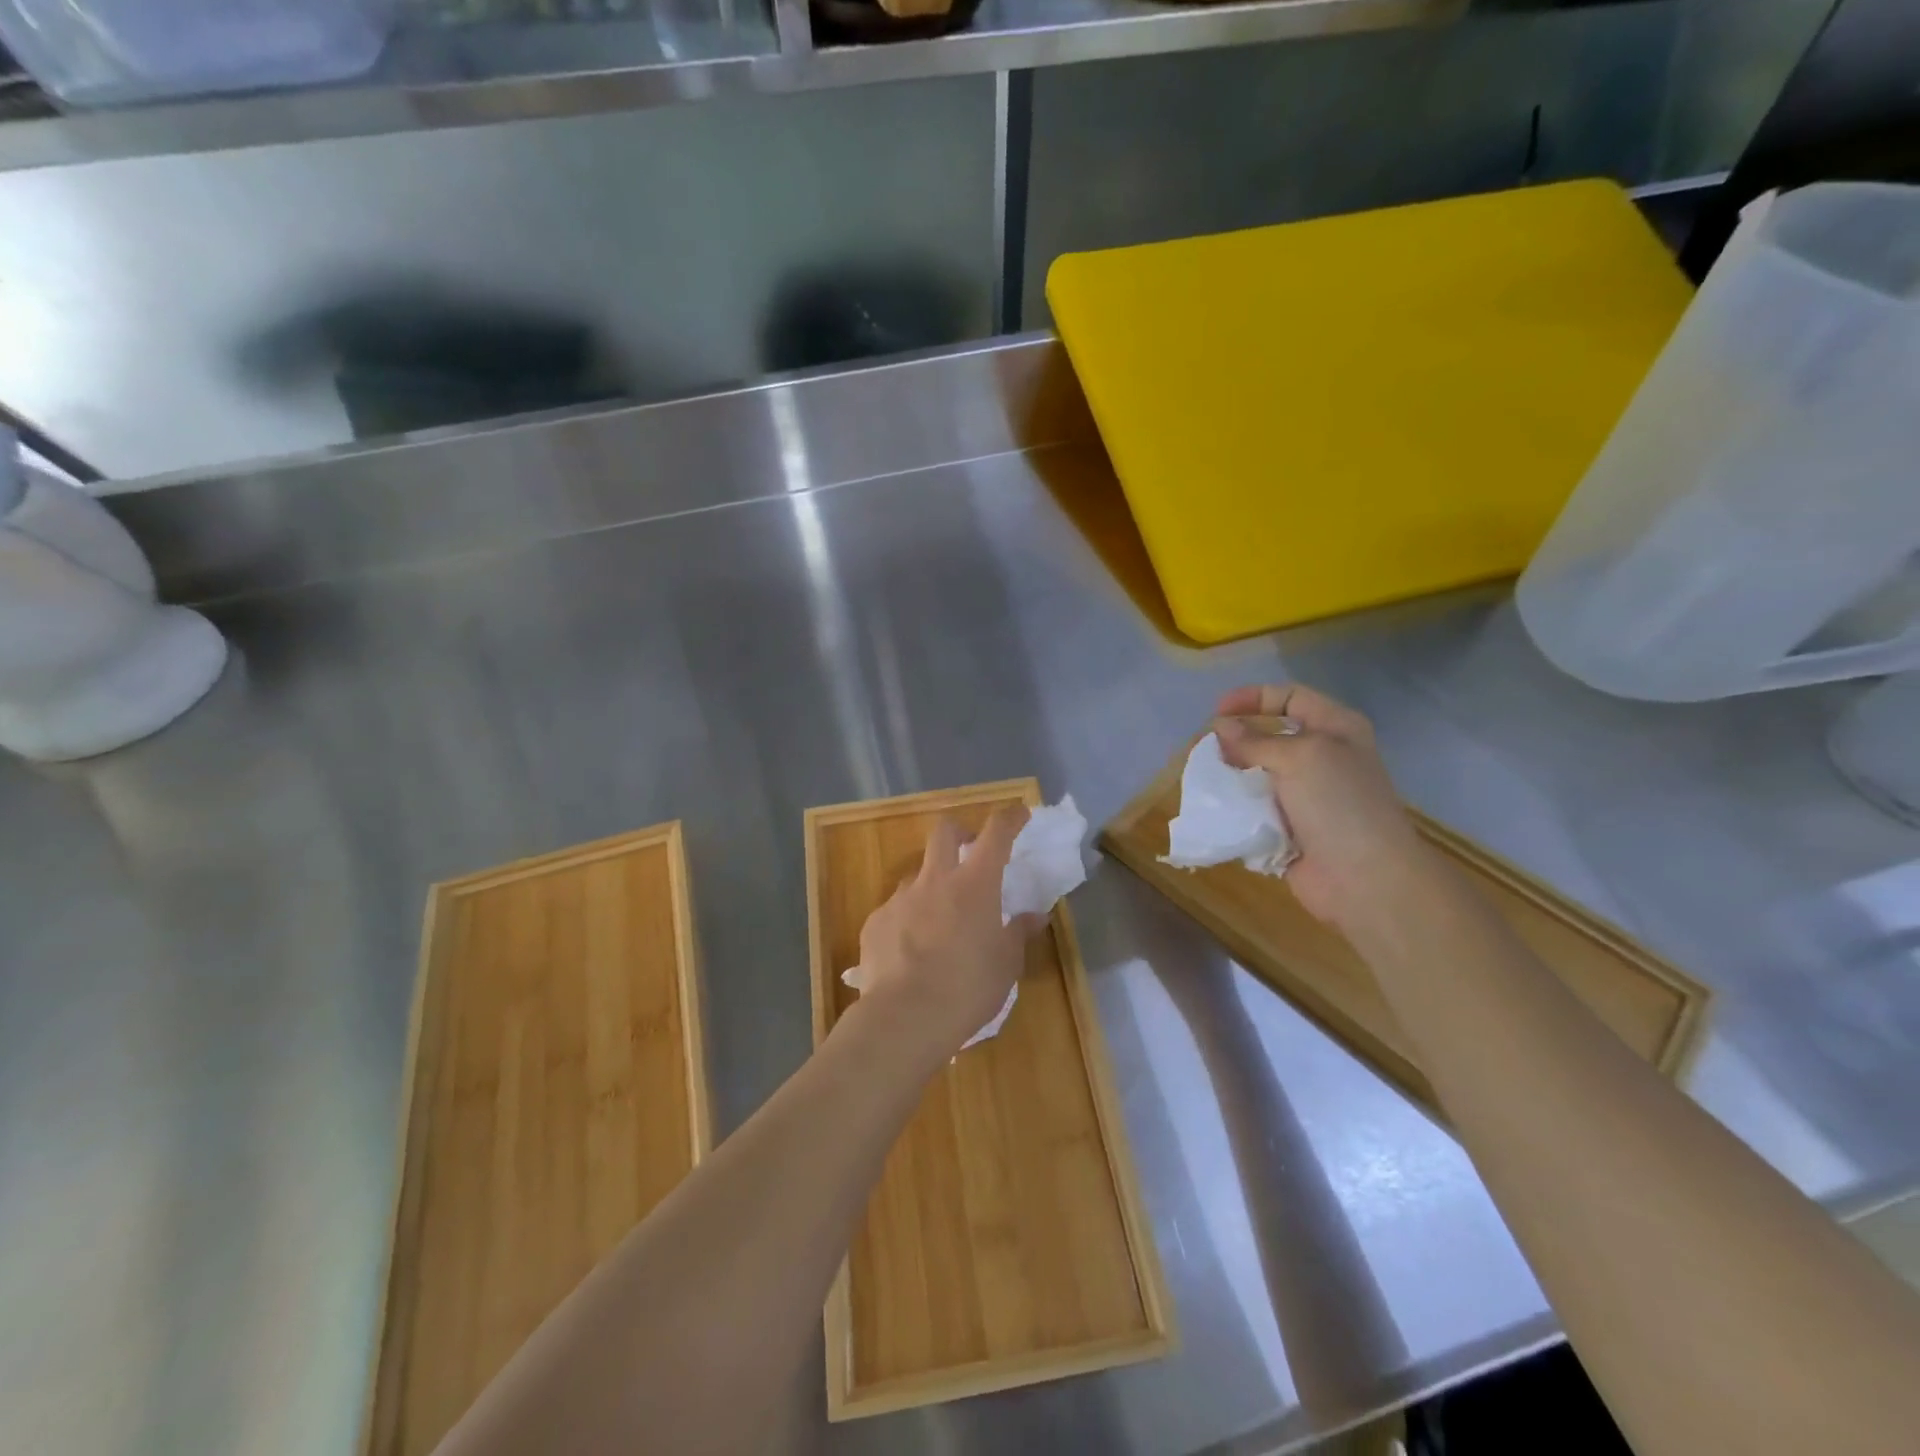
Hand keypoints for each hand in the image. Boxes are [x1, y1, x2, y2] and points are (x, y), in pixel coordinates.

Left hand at [852, 807, 1045, 1065]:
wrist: (905, 1017)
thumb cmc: (968, 988)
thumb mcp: (1006, 964)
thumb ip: (1019, 933)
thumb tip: (1035, 916)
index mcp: (975, 884)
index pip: (996, 833)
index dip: (1010, 818)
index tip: (1019, 814)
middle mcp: (935, 880)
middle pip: (944, 832)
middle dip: (960, 832)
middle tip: (970, 849)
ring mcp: (900, 898)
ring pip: (917, 874)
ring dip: (932, 884)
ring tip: (939, 918)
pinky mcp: (875, 922)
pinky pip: (895, 909)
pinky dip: (908, 919)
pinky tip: (910, 950)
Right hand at [1213, 684, 1429, 928]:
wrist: (1365, 878)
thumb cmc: (1339, 804)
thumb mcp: (1299, 757)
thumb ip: (1256, 740)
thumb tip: (1220, 727)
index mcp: (1336, 730)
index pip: (1291, 697)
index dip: (1254, 698)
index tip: (1217, 711)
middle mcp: (1323, 759)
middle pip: (1271, 737)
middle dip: (1238, 741)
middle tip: (1208, 750)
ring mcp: (1307, 797)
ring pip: (1259, 775)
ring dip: (1233, 777)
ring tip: (1207, 780)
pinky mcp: (1291, 830)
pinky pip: (1256, 811)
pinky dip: (1237, 809)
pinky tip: (1217, 810)